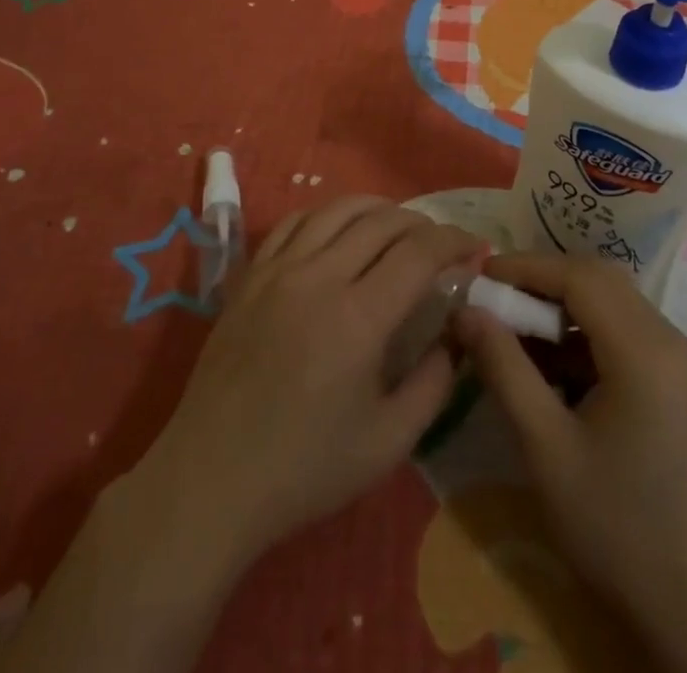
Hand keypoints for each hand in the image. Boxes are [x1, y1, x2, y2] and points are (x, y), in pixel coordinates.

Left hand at [2, 199, 480, 672]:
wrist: (213, 477)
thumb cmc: (305, 468)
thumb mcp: (388, 442)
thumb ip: (434, 382)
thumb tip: (457, 334)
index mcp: (359, 317)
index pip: (418, 252)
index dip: (453, 241)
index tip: (474, 247)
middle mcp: (320, 277)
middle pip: (382, 221)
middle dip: (422, 223)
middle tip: (440, 243)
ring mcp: (279, 270)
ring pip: (337, 210)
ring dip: (377, 209)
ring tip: (397, 227)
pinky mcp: (251, 275)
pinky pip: (294, 222)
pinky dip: (327, 216)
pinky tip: (338, 231)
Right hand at [456, 254, 686, 672]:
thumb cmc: (617, 529)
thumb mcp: (545, 447)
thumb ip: (503, 367)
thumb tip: (466, 310)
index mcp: (645, 350)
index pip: (579, 276)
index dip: (526, 267)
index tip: (480, 276)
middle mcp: (672, 341)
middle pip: (599, 282)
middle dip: (542, 284)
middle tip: (494, 303)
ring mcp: (683, 364)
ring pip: (613, 306)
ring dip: (562, 311)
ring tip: (515, 339)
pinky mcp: (682, 386)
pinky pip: (627, 336)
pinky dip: (585, 338)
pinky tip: (553, 373)